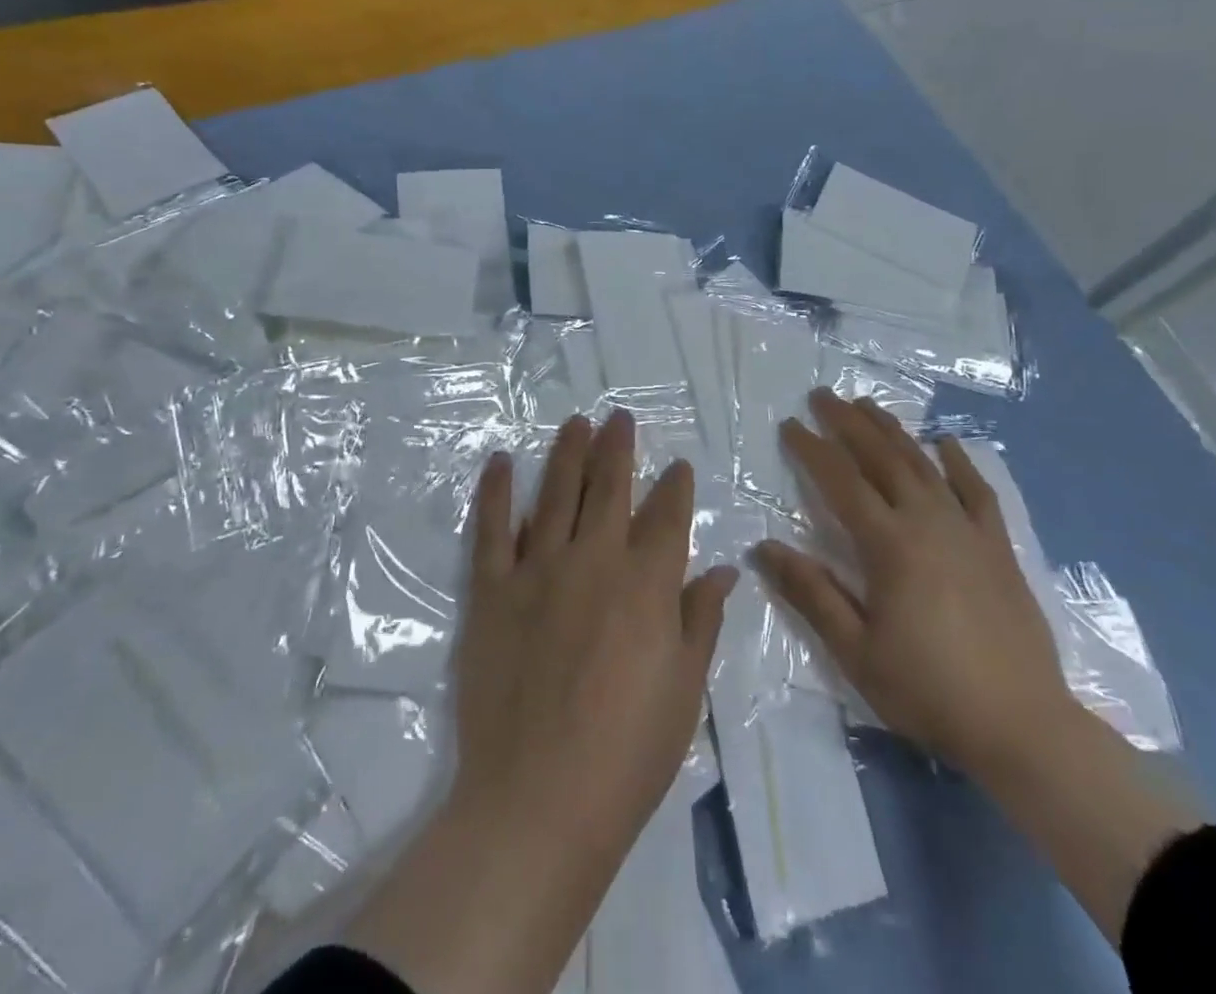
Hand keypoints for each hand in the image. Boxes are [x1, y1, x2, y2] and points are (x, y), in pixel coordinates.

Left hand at [451, 409, 737, 859]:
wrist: (539, 798)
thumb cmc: (628, 752)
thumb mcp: (684, 690)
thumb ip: (702, 620)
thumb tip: (723, 569)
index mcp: (646, 583)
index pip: (667, 516)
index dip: (674, 487)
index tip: (677, 466)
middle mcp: (593, 559)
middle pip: (609, 488)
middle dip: (617, 448)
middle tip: (618, 417)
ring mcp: (537, 569)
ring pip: (555, 493)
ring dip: (566, 453)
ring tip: (575, 423)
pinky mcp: (492, 589)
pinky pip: (492, 528)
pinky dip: (495, 491)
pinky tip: (499, 461)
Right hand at [753, 388, 1073, 776]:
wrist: (1024, 728)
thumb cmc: (929, 690)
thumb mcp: (856, 650)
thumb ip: (810, 593)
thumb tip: (763, 546)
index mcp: (889, 545)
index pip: (841, 481)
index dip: (812, 448)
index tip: (790, 424)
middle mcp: (927, 522)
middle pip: (881, 458)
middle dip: (849, 423)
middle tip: (824, 395)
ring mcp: (968, 531)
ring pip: (923, 465)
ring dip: (892, 431)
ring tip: (868, 405)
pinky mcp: (998, 547)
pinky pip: (977, 492)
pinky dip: (959, 463)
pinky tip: (946, 443)